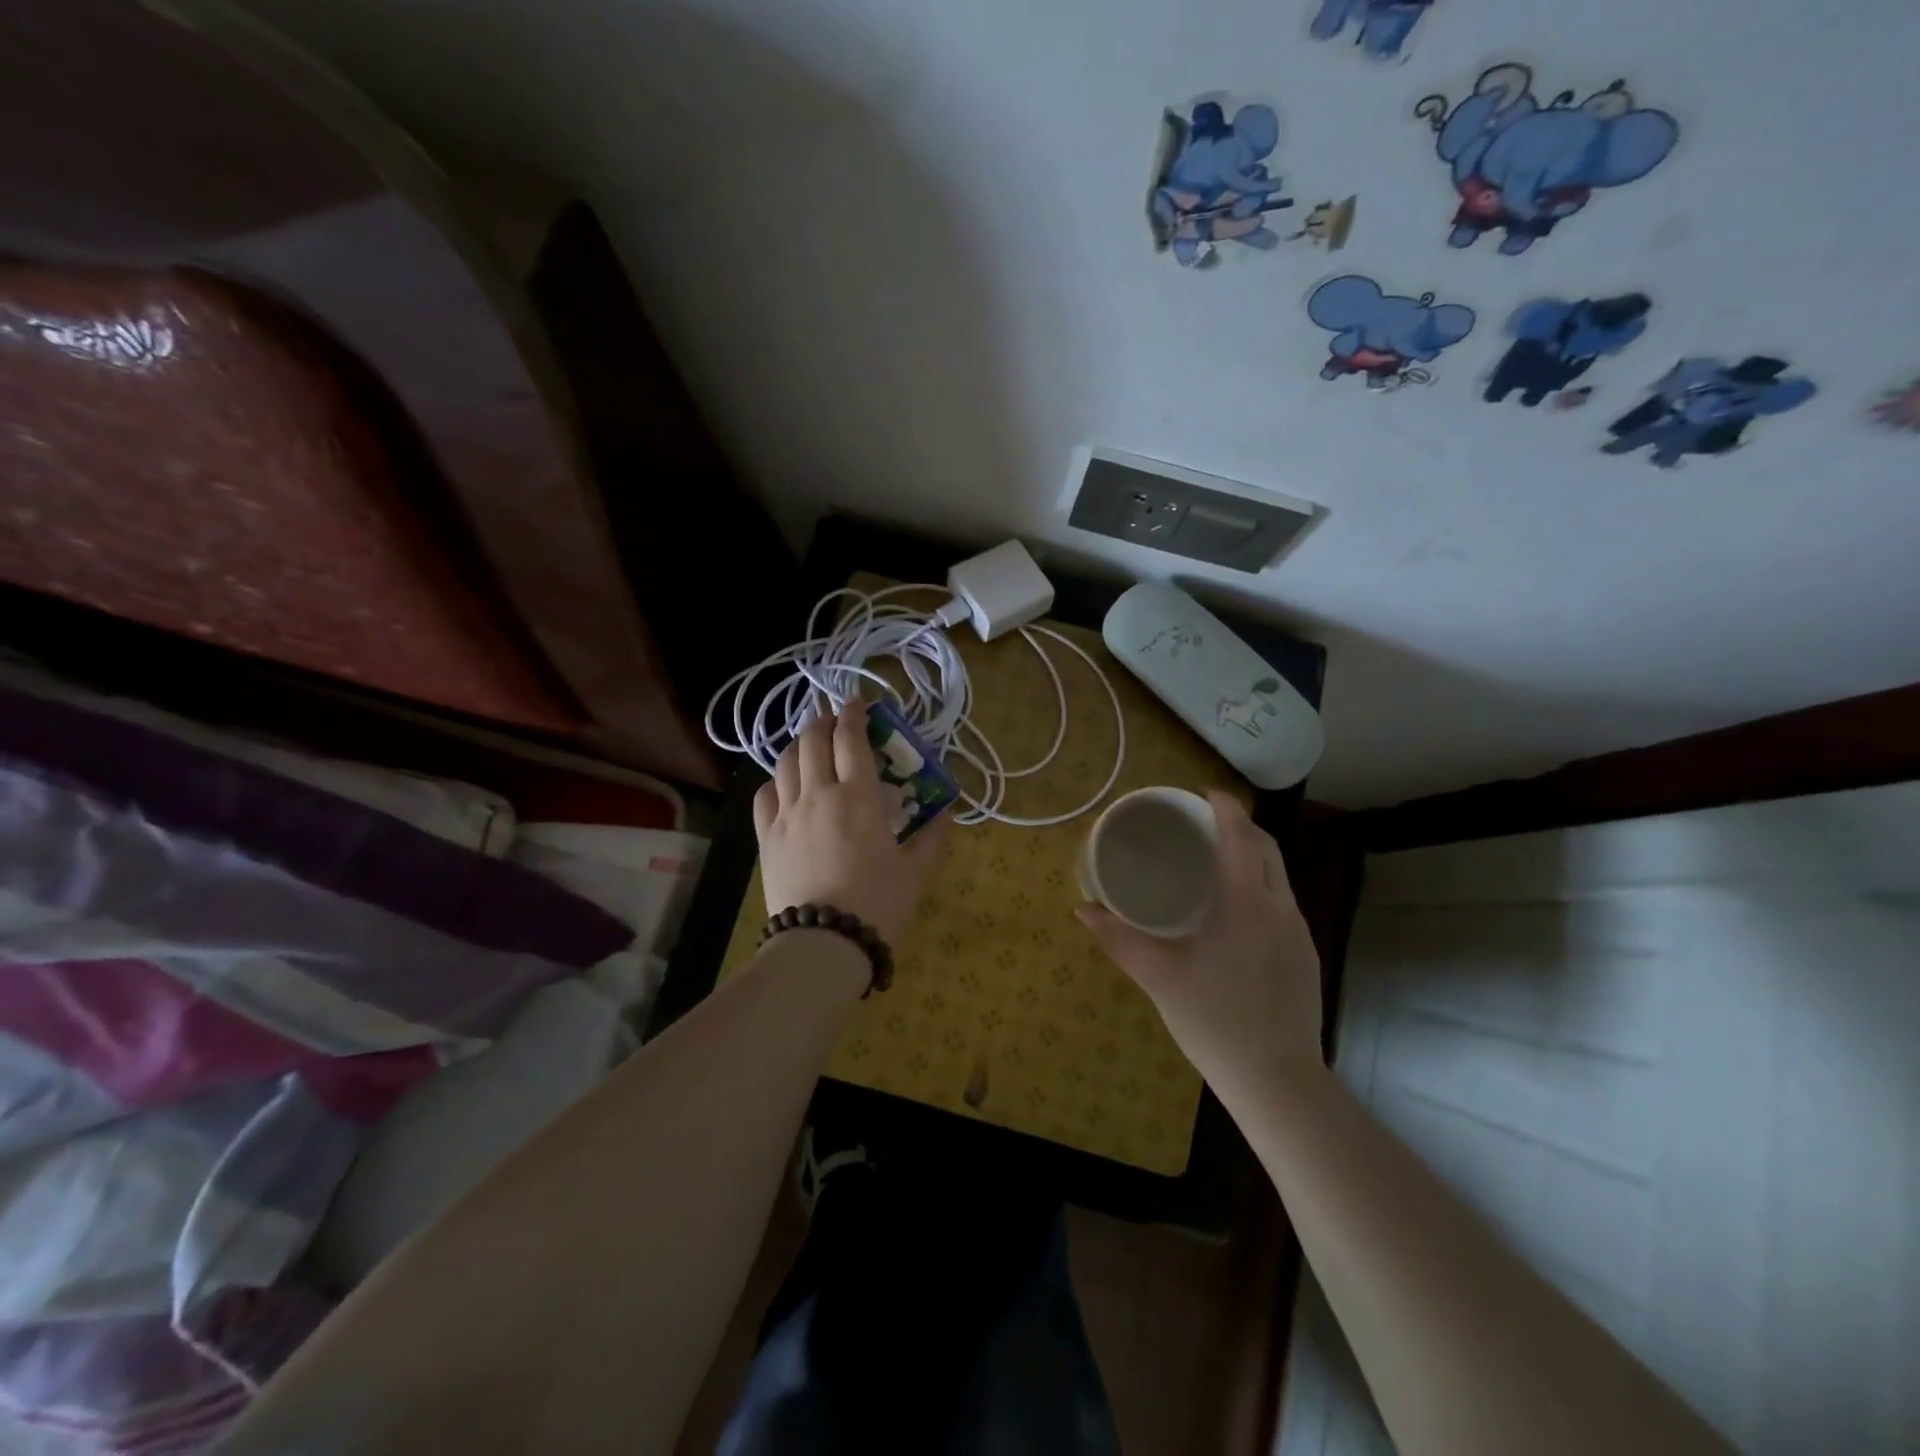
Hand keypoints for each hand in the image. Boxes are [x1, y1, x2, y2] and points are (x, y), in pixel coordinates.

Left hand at [753, 701, 949, 946]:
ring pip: (786, 762)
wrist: (822, 943)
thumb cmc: (877, 904)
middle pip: (814, 740)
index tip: (861, 704)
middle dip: (824, 721)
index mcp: (859, 797)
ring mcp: (787, 814)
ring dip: (800, 743)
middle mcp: (819, 794)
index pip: (851, 739)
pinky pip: (764, 794)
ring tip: (811, 743)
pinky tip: (785, 785)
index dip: (855, 714)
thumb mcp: (916, 872)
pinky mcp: (766, 837)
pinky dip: (776, 780)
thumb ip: (932, 838)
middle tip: (835, 719)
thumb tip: (947, 813)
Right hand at [1077, 791, 1321, 1088]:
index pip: (1240, 836)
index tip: (1204, 793)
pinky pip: (1283, 903)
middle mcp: (1279, 907)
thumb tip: (1082, 910)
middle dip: (1241, 825)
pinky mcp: (1306, 955)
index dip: (1225, 807)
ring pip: (1279, 876)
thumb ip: (1118, 939)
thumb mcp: (1158, 976)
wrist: (1276, 1079)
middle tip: (1206, 823)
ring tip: (1217, 862)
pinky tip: (1236, 912)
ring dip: (1253, 856)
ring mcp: (1298, 932)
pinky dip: (1261, 887)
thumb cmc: (1213, 1019)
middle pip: (1267, 848)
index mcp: (1244, 902)